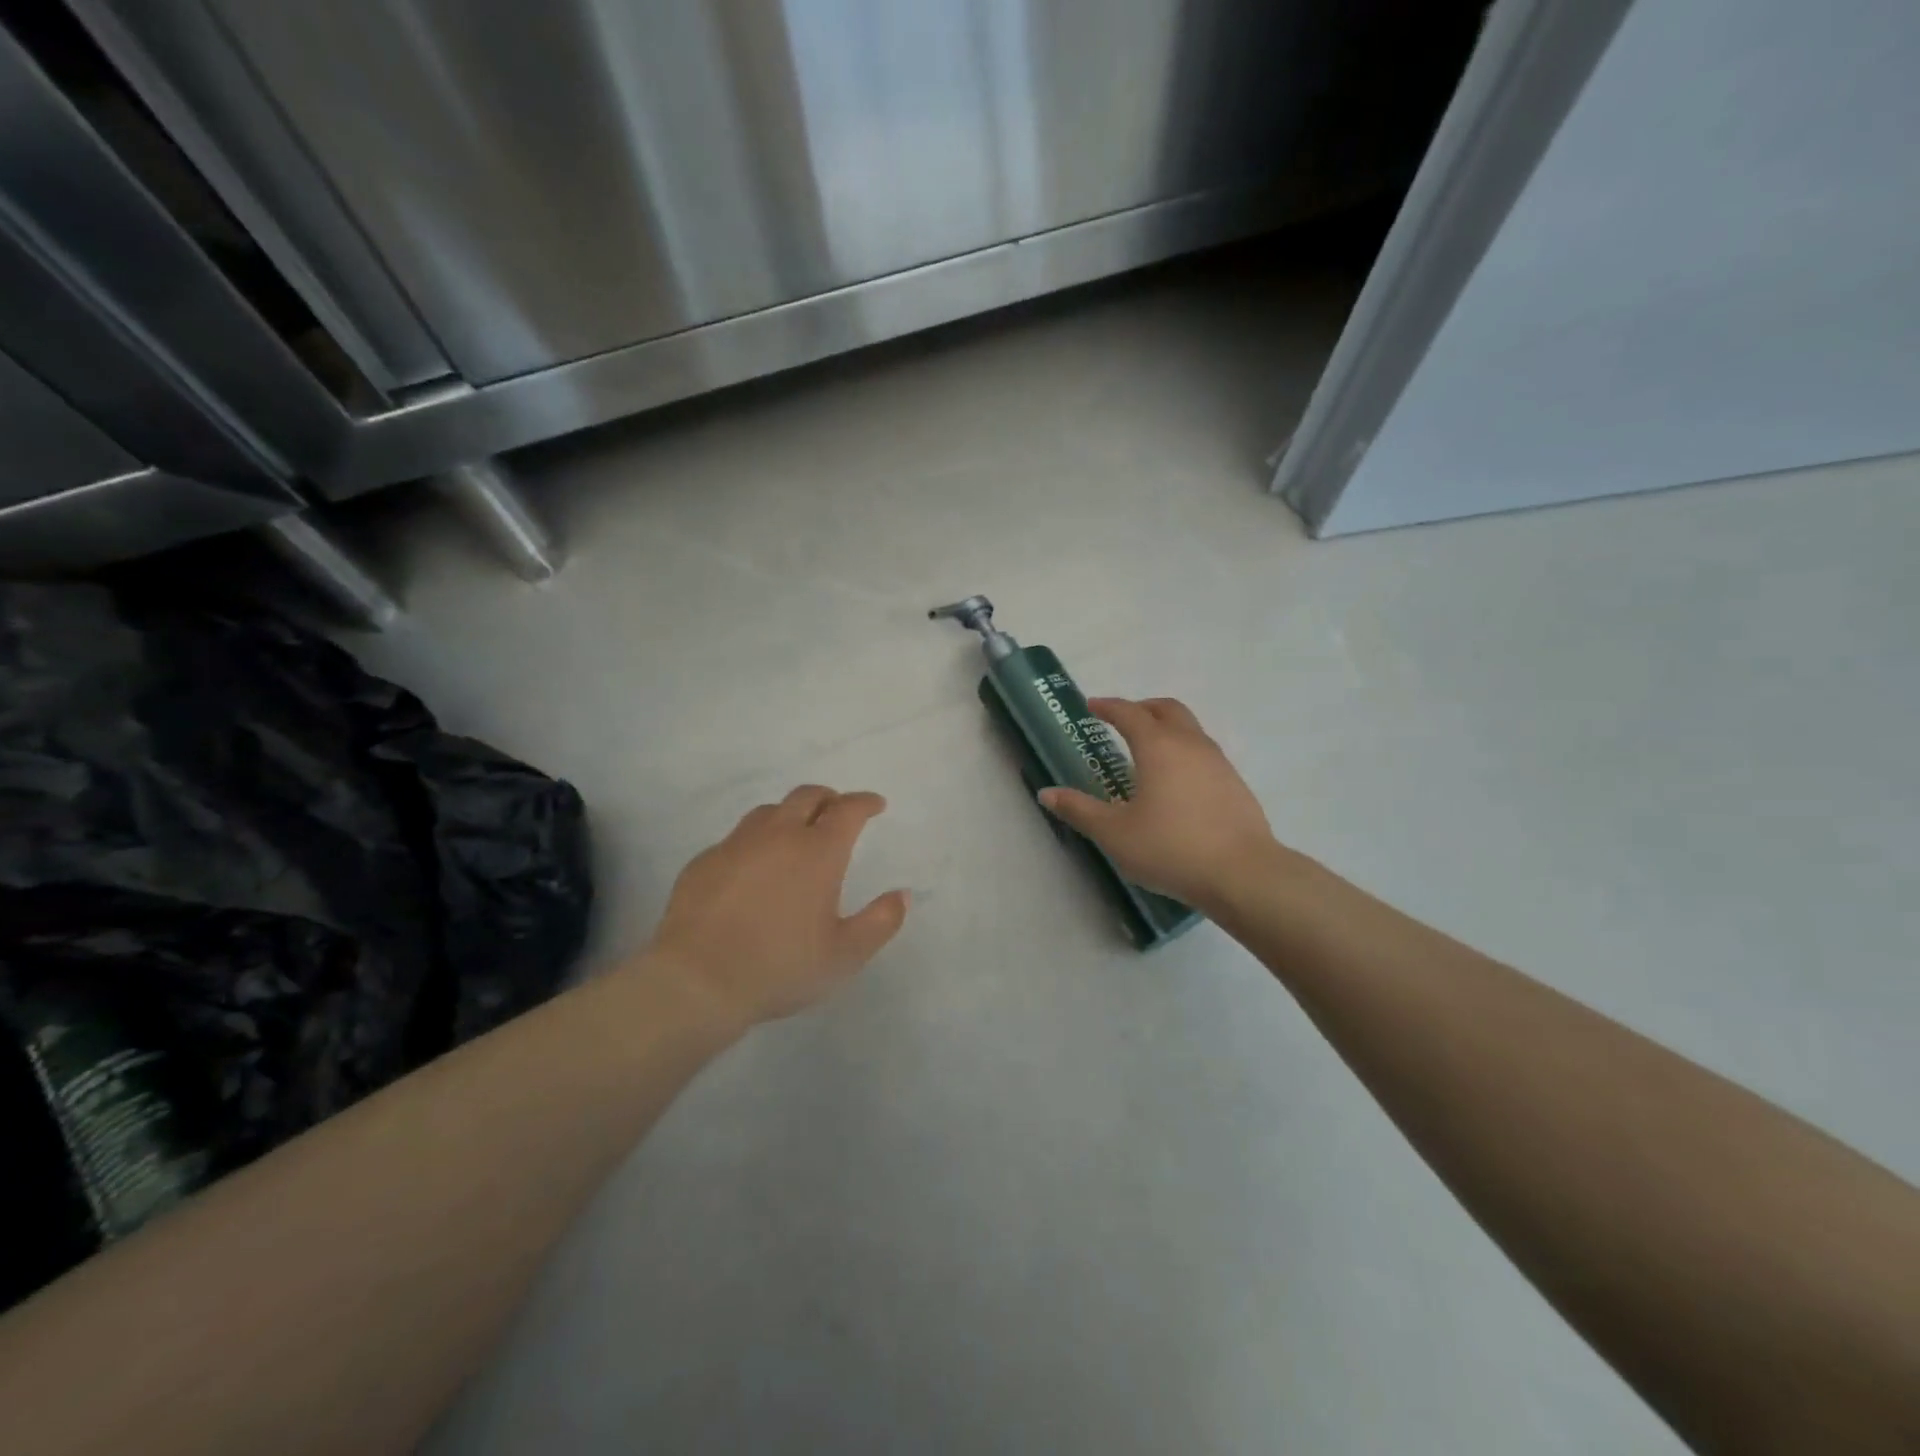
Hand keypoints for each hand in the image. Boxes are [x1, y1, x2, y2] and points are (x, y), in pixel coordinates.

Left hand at [644, 785, 908, 1028]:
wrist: (697, 982)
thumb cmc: (780, 968)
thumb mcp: (845, 955)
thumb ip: (880, 922)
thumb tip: (902, 895)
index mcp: (817, 852)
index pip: (848, 810)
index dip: (865, 802)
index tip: (876, 804)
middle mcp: (778, 836)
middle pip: (807, 796)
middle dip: (829, 797)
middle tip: (838, 810)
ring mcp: (736, 845)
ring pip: (768, 811)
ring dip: (790, 814)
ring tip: (796, 833)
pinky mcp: (704, 862)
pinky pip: (736, 838)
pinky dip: (755, 841)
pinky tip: (753, 867)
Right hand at [1039, 697, 1285, 909]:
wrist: (1242, 873)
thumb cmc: (1170, 848)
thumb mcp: (1114, 833)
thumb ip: (1079, 810)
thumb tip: (1046, 793)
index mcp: (1158, 747)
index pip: (1129, 713)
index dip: (1108, 707)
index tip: (1092, 707)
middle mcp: (1190, 744)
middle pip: (1166, 709)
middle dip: (1142, 708)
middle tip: (1122, 720)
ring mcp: (1218, 762)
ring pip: (1190, 729)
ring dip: (1166, 728)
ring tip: (1148, 752)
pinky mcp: (1235, 784)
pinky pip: (1204, 753)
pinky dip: (1184, 752)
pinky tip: (1177, 783)